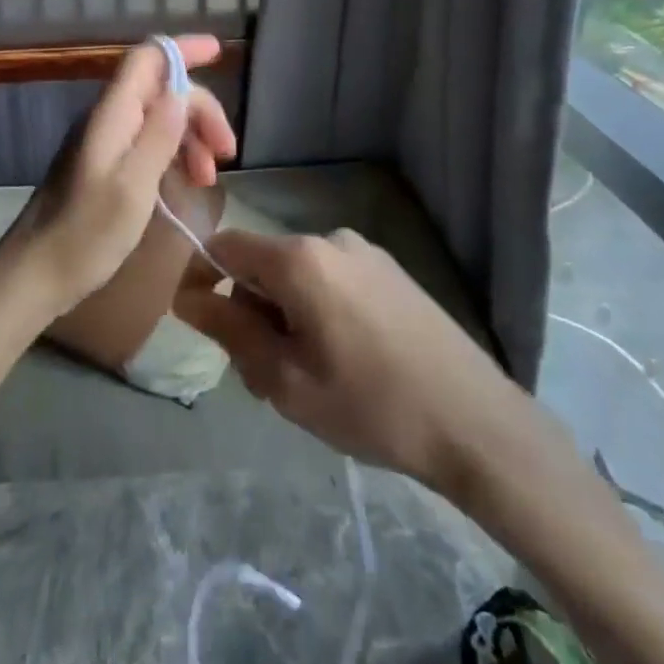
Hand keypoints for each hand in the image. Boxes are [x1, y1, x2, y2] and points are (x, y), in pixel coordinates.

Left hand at [0, 36, 236, 318]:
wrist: (34, 274)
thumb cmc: (85, 234)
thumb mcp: (133, 186)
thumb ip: (158, 135)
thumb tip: (182, 91)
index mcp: (111, 115)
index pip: (148, 59)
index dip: (184, 49)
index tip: (220, 52)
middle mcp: (107, 119)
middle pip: (160, 89)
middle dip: (199, 110)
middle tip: (226, 152)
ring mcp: (103, 142)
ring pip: (157, 117)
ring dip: (190, 137)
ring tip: (209, 178)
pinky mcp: (103, 166)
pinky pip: (147, 142)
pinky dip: (174, 154)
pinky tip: (186, 182)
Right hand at [174, 228, 516, 488]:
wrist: (477, 424)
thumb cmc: (371, 406)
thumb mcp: (285, 379)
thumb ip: (229, 330)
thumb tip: (187, 298)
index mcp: (299, 259)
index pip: (224, 246)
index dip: (201, 278)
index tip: (199, 324)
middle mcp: (329, 239)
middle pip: (262, 264)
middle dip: (248, 311)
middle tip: (260, 377)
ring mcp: (365, 252)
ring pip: (298, 276)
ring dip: (283, 316)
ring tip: (304, 378)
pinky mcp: (391, 271)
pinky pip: (332, 280)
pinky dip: (317, 311)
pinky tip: (342, 361)